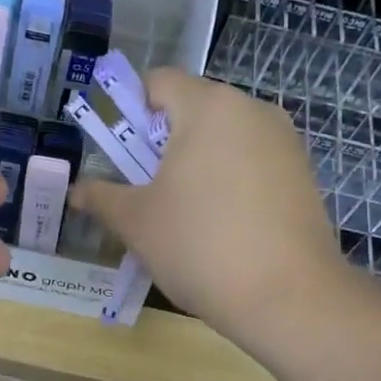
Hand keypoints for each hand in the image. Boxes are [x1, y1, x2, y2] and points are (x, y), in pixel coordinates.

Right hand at [69, 70, 349, 365]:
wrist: (290, 299)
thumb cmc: (201, 246)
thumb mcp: (137, 221)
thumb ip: (101, 196)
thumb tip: (77, 190)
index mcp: (208, 106)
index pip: (158, 81)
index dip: (130, 110)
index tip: (121, 154)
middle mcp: (251, 109)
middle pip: (193, 107)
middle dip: (163, 140)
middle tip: (147, 187)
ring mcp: (284, 140)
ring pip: (224, 135)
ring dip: (197, 160)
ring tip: (185, 211)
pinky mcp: (303, 172)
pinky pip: (253, 160)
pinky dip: (230, 178)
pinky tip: (224, 224)